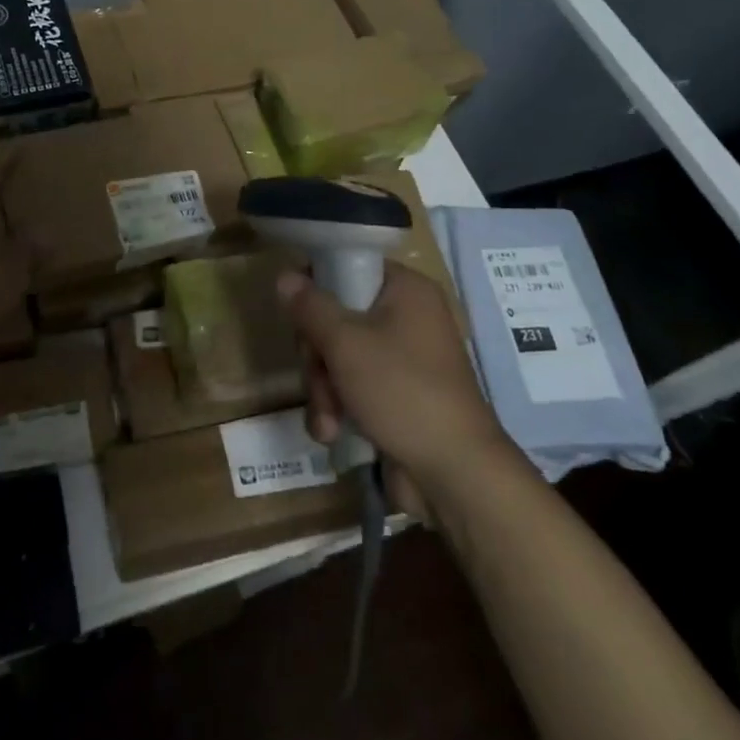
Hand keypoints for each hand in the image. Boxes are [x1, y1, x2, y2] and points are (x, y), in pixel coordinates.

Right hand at [279, 262, 509, 506]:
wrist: (454, 474)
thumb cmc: (402, 390)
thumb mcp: (346, 343)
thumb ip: (310, 306)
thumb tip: (284, 275)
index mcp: (405, 290)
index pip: (348, 265)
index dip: (317, 285)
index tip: (297, 312)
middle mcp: (405, 318)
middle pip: (335, 316)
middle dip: (317, 355)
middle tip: (318, 372)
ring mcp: (401, 359)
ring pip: (337, 356)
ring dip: (322, 388)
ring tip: (328, 419)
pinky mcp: (394, 395)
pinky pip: (350, 387)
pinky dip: (338, 408)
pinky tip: (333, 432)